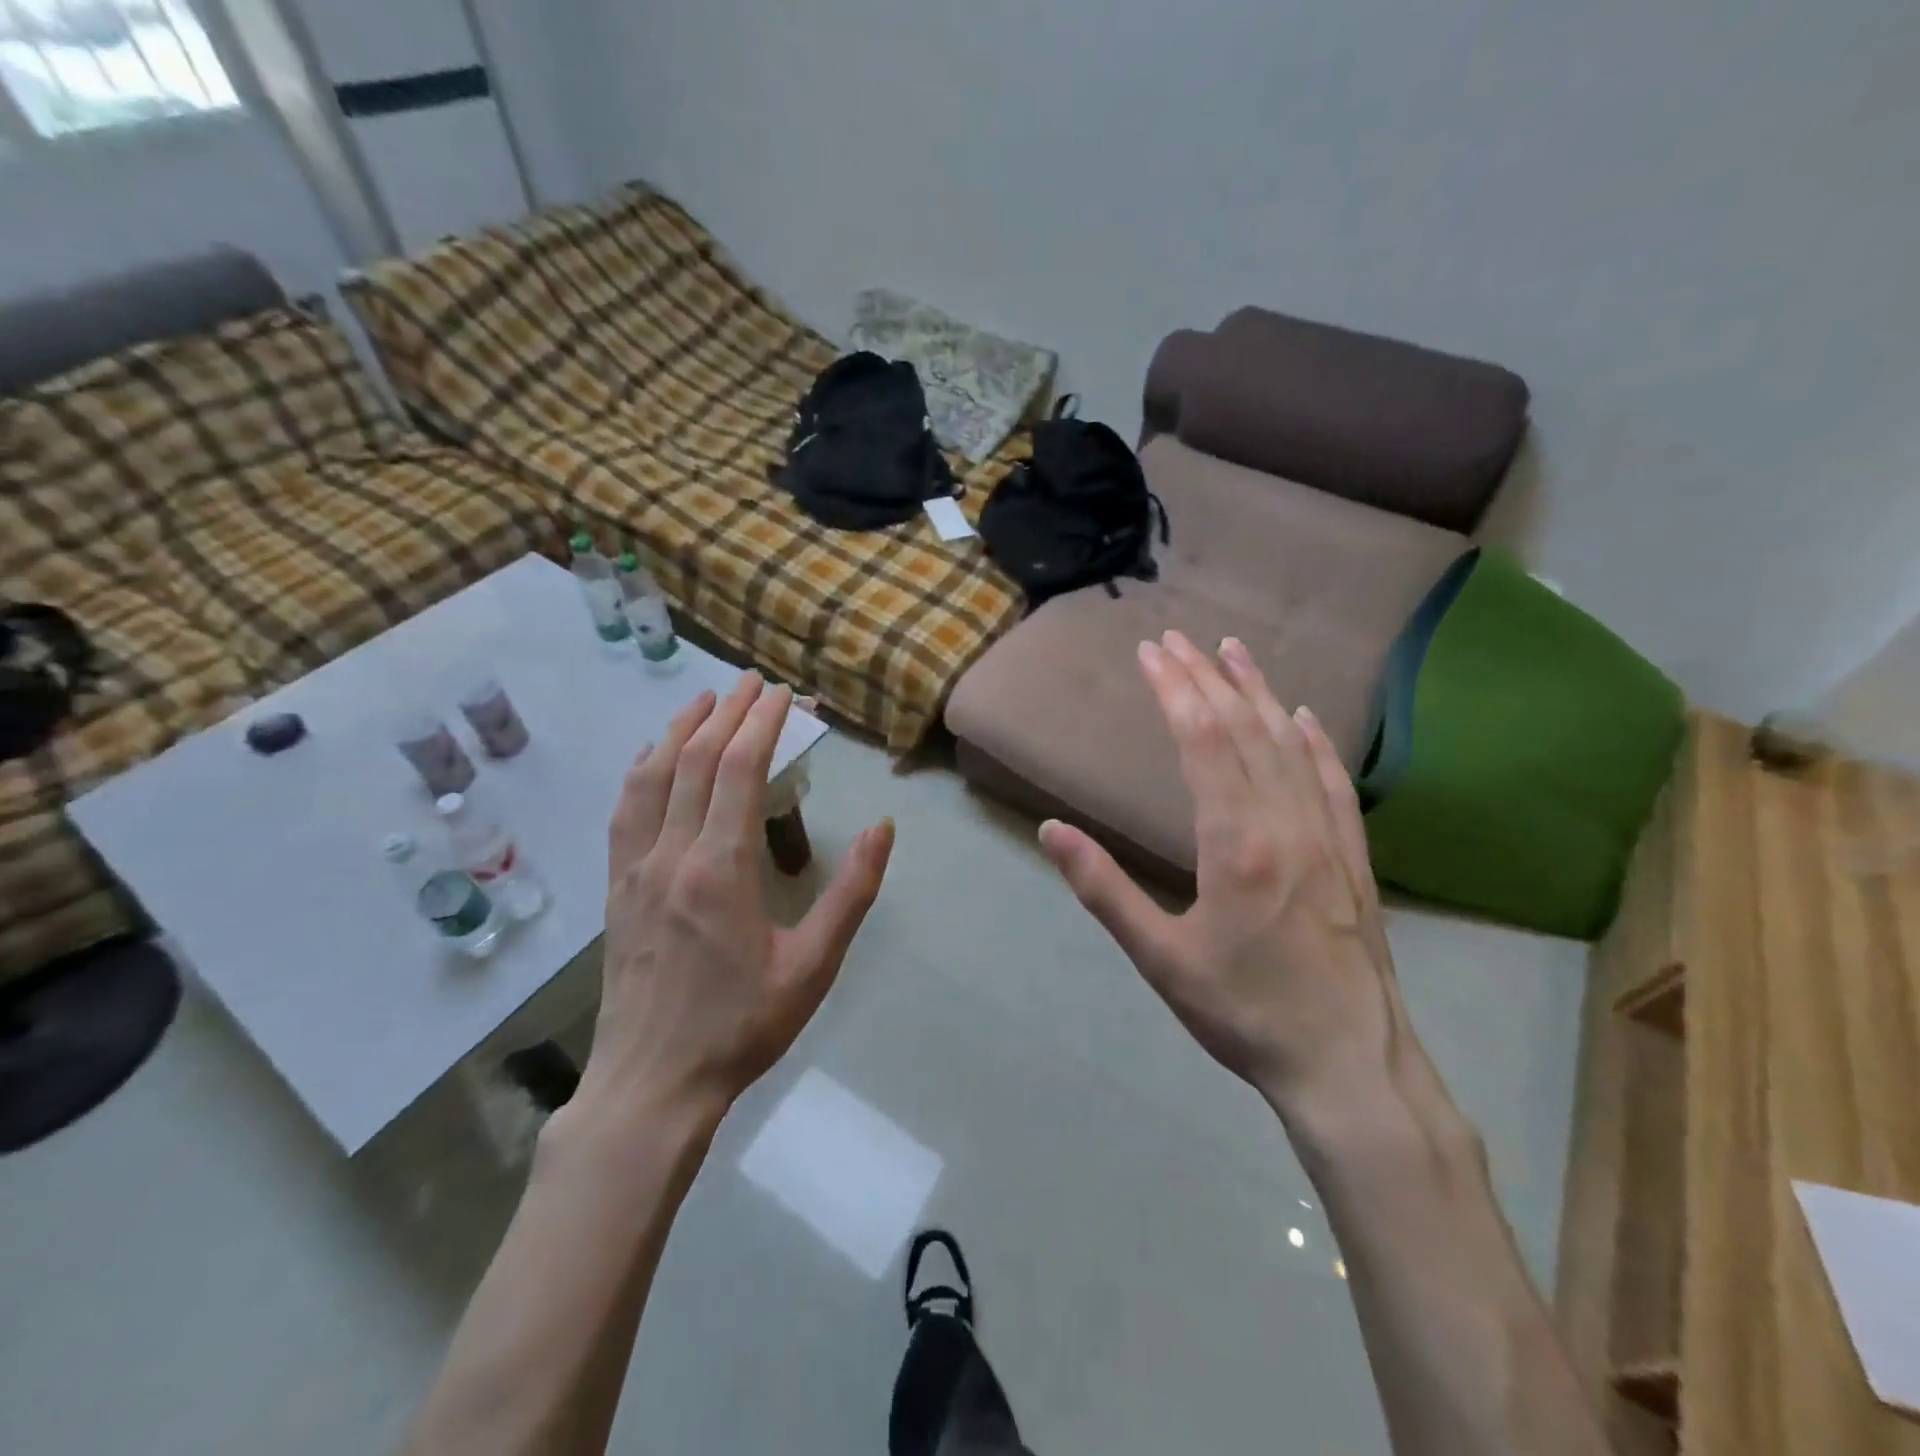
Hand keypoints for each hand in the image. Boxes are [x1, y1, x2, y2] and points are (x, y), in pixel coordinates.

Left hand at [577, 674, 894, 1126]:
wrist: (653, 1084)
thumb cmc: (742, 1026)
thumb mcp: (814, 966)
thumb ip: (851, 893)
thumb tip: (883, 829)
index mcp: (721, 869)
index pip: (738, 770)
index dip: (761, 724)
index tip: (782, 694)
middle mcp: (671, 855)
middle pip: (696, 761)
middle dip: (727, 713)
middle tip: (753, 682)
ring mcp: (635, 869)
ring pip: (652, 777)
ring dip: (679, 730)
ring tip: (704, 699)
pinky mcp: (616, 889)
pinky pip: (625, 811)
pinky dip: (642, 770)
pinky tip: (651, 756)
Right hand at [1040, 631, 1409, 1118]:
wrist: (1348, 1065)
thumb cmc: (1244, 1013)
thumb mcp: (1160, 958)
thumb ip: (1104, 889)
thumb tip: (1051, 831)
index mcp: (1236, 843)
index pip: (1203, 742)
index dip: (1175, 690)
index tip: (1151, 652)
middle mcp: (1285, 824)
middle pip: (1244, 730)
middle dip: (1206, 677)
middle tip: (1177, 639)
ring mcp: (1326, 837)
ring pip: (1290, 745)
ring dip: (1258, 693)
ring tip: (1234, 651)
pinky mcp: (1352, 857)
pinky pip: (1333, 782)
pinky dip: (1315, 741)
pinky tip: (1303, 717)